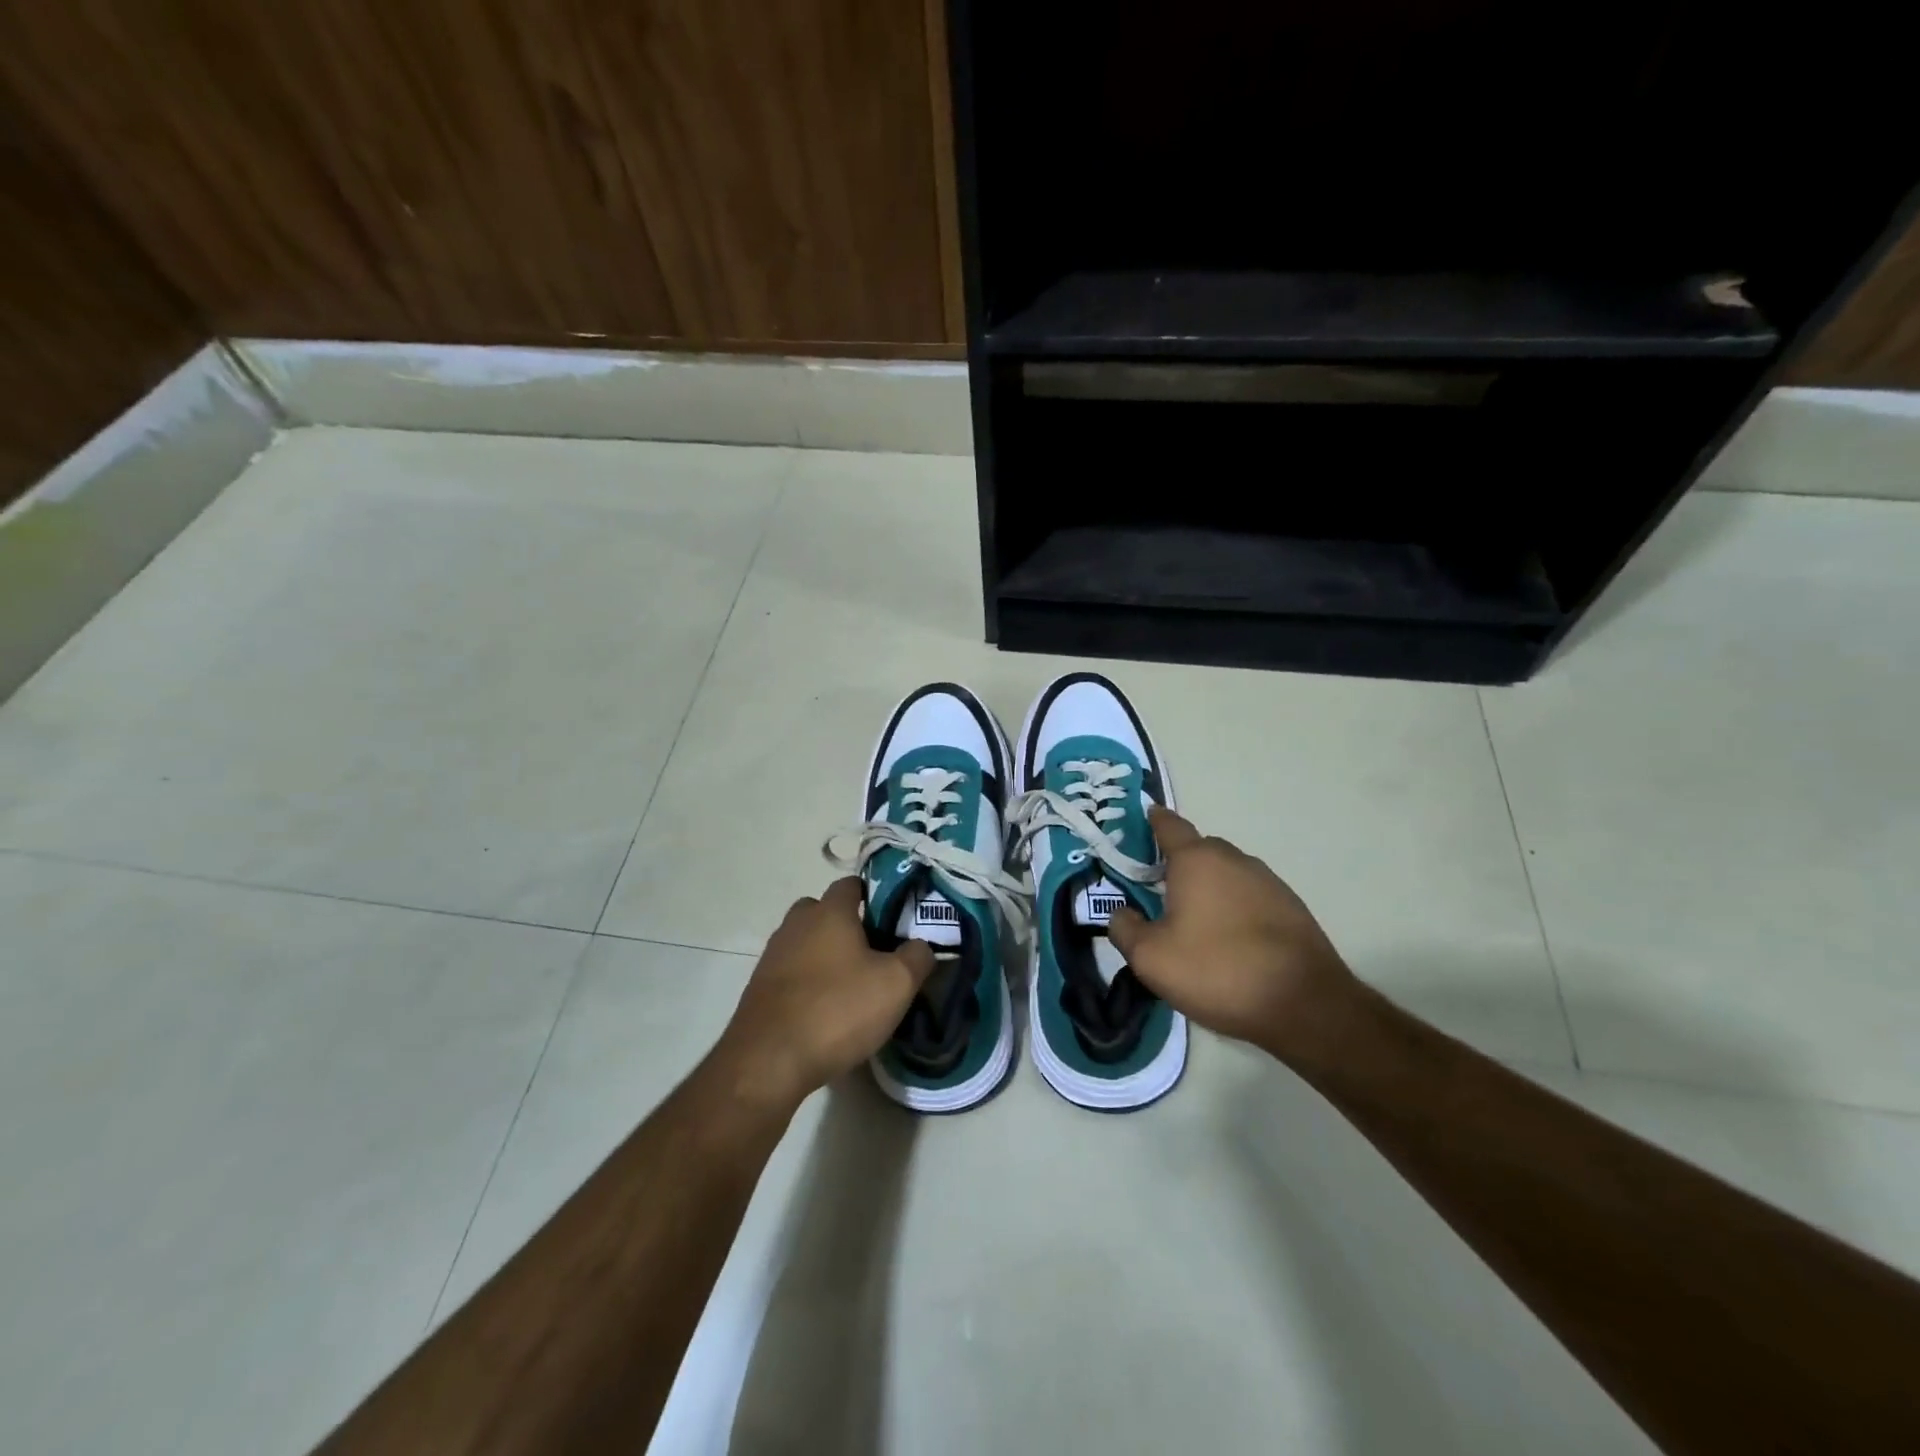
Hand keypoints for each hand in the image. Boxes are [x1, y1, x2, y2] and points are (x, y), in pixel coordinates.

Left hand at [717, 877, 933, 1109]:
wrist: (768, 1061)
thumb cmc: (838, 1010)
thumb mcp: (896, 984)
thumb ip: (917, 957)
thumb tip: (920, 946)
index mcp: (829, 912)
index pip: (851, 884)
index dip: (874, 895)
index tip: (894, 919)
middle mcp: (796, 924)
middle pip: (824, 911)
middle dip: (846, 926)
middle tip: (874, 954)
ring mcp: (773, 955)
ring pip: (806, 942)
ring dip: (825, 956)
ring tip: (851, 987)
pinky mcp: (759, 988)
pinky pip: (791, 972)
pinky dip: (808, 983)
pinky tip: (825, 1011)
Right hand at [1107, 807, 1356, 1063]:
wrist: (1304, 1005)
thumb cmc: (1217, 970)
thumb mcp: (1151, 958)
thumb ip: (1124, 929)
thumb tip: (1121, 914)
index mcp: (1197, 860)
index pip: (1169, 825)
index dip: (1154, 821)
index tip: (1144, 818)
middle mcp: (1234, 859)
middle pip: (1199, 850)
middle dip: (1178, 863)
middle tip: (1158, 890)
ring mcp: (1268, 882)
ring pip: (1226, 874)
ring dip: (1208, 888)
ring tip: (1194, 922)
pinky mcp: (1291, 909)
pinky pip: (1250, 897)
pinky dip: (1234, 908)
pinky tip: (1229, 940)